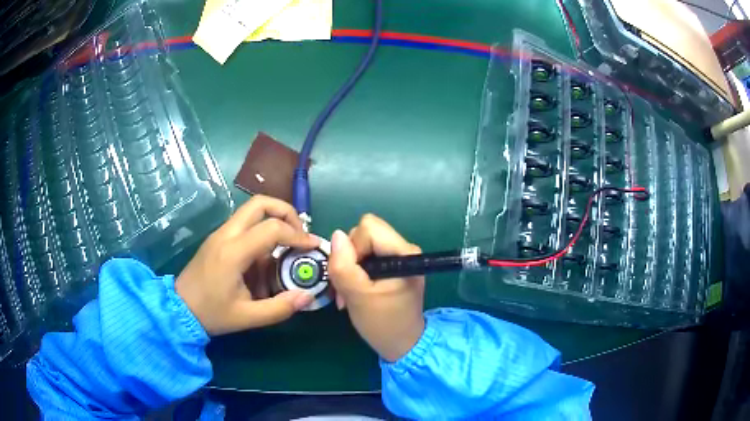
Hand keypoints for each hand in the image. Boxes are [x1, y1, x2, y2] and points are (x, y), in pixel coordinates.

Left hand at [176, 195, 318, 335]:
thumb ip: (279, 308)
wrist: (179, 309)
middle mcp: (226, 235)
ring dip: (273, 220)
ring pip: (251, 210)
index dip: (298, 235)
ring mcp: (220, 233)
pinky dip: (262, 231)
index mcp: (233, 252)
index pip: (272, 228)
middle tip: (299, 234)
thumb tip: (307, 296)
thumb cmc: (211, 314)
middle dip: (286, 212)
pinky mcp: (217, 238)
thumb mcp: (247, 317)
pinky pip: (244, 224)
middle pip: (260, 203)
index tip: (313, 246)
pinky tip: (266, 257)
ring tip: (287, 245)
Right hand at [328, 215, 424, 361]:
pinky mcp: (393, 266)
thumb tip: (337, 235)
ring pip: (362, 245)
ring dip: (350, 268)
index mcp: (404, 252)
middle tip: (347, 287)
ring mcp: (399, 257)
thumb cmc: (383, 324)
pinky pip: (367, 257)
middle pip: (364, 233)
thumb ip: (344, 265)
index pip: (368, 228)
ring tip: (350, 294)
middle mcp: (405, 248)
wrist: (403, 345)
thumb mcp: (357, 296)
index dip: (353, 248)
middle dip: (349, 258)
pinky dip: (356, 272)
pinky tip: (356, 292)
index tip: (352, 276)